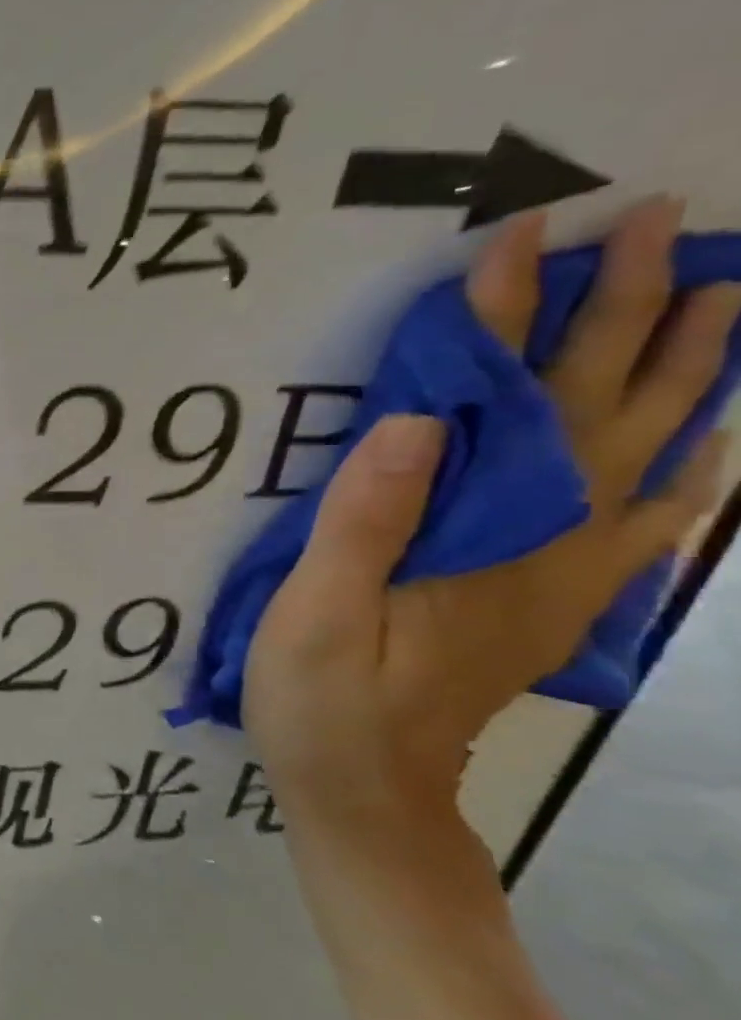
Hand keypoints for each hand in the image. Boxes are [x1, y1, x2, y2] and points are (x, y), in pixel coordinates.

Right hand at [245, 198, 734, 841]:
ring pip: (650, 459)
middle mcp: (546, 546)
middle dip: (628, 316)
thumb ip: (365, 522)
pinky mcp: (549, 602)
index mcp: (481, 540)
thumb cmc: (326, 702)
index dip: (507, 319)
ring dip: (686, 376)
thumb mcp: (318, 616)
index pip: (503, 405)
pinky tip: (708, 445)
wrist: (369, 792)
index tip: (522, 238)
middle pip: (602, 415)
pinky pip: (648, 526)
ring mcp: (561, 577)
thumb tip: (415, 418)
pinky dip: (691, 472)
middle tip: (653, 227)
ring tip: (721, 302)